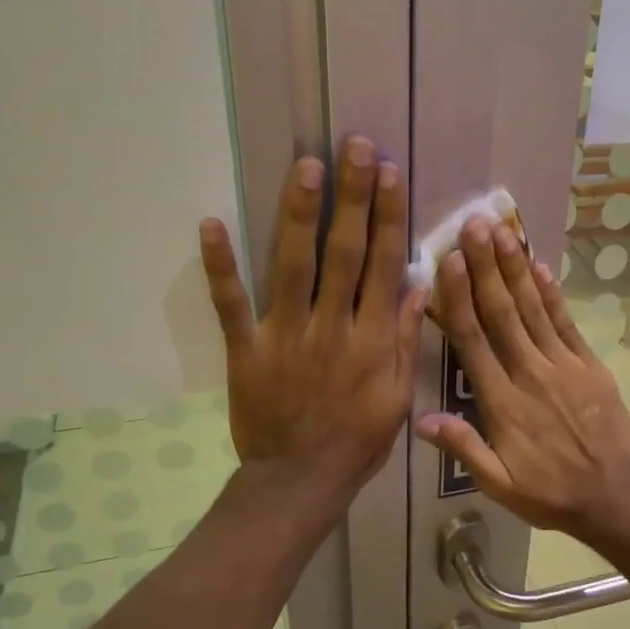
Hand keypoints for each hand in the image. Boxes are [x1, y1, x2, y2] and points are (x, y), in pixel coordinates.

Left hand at [200, 136, 425, 514]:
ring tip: (307, 166)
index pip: (381, 266)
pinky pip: (231, 304)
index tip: (390, 174)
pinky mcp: (246, 350)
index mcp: (370, 339)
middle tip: (355, 147)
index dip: (386, 217)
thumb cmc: (356, 442)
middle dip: (351, 198)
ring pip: (293, 266)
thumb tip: (417, 285)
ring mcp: (284, 335)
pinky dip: (220, 266)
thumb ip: (402, 340)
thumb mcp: (396, 398)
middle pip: (342, 253)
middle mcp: (330, 327)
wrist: (300, 481)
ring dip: (299, 214)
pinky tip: (212, 223)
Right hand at [415, 217, 629, 544]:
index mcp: (501, 402)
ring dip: (515, 270)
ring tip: (501, 232)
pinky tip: (540, 266)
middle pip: (502, 313)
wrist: (614, 496)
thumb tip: (420, 420)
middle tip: (473, 224)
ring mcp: (563, 366)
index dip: (459, 298)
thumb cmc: (549, 492)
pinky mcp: (589, 366)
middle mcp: (529, 374)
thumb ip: (462, 448)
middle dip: (486, 267)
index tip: (449, 260)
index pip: (473, 340)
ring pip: (534, 310)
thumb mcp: (498, 485)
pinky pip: (567, 324)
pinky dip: (553, 294)